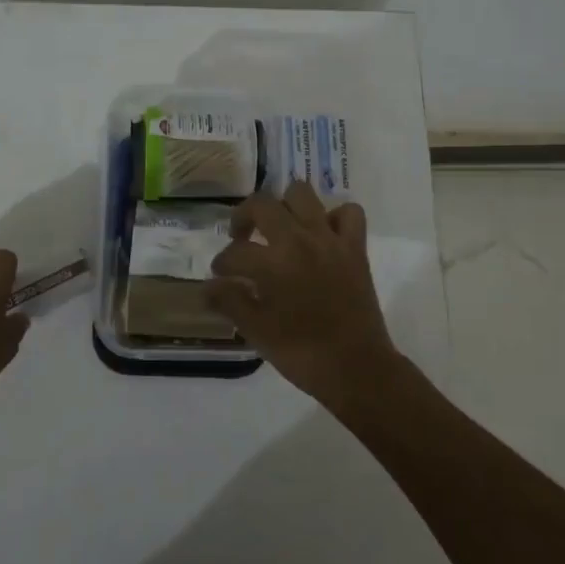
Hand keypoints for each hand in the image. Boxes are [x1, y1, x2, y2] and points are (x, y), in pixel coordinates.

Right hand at [202, 182, 402, 405]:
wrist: (356, 369)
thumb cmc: (301, 353)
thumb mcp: (257, 331)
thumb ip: (230, 302)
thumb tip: (207, 286)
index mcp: (272, 262)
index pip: (235, 252)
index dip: (222, 263)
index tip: (219, 276)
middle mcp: (299, 239)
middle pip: (262, 204)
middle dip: (244, 218)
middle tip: (241, 239)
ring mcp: (330, 239)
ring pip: (302, 194)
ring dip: (285, 205)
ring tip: (279, 228)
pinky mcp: (355, 247)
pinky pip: (348, 212)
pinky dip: (334, 216)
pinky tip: (323, 234)